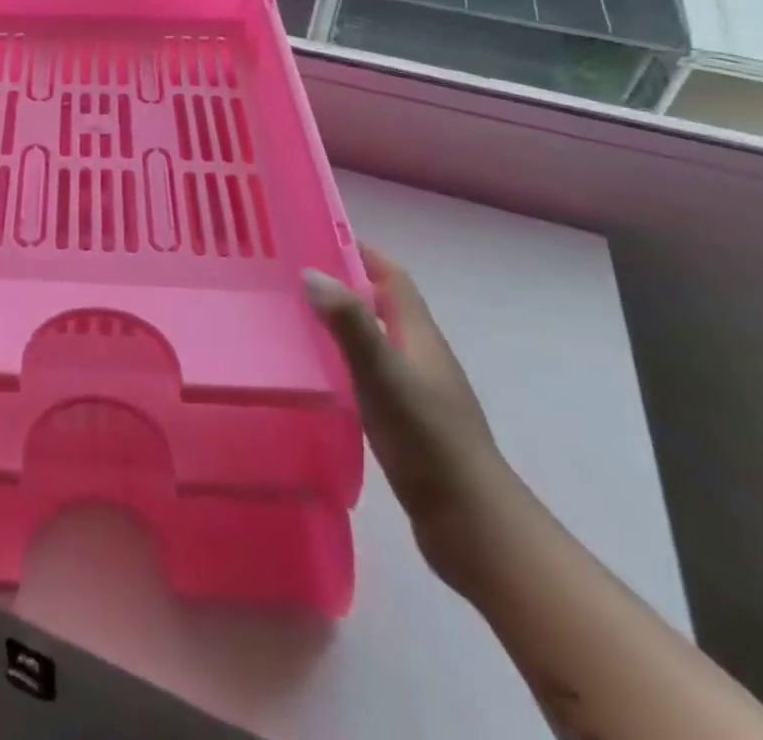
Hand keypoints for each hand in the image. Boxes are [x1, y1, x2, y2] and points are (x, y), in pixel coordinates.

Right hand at [304, 244, 519, 585]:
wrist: (473, 526)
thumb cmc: (428, 441)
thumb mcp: (384, 376)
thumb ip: (350, 325)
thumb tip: (311, 272)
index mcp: (419, 335)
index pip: (392, 276)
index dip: (360, 251)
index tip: (314, 237)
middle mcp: (420, 353)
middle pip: (381, 303)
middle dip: (341, 283)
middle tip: (289, 276)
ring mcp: (416, 388)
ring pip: (373, 338)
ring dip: (341, 322)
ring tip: (291, 318)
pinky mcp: (406, 419)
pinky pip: (369, 372)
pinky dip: (343, 360)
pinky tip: (316, 374)